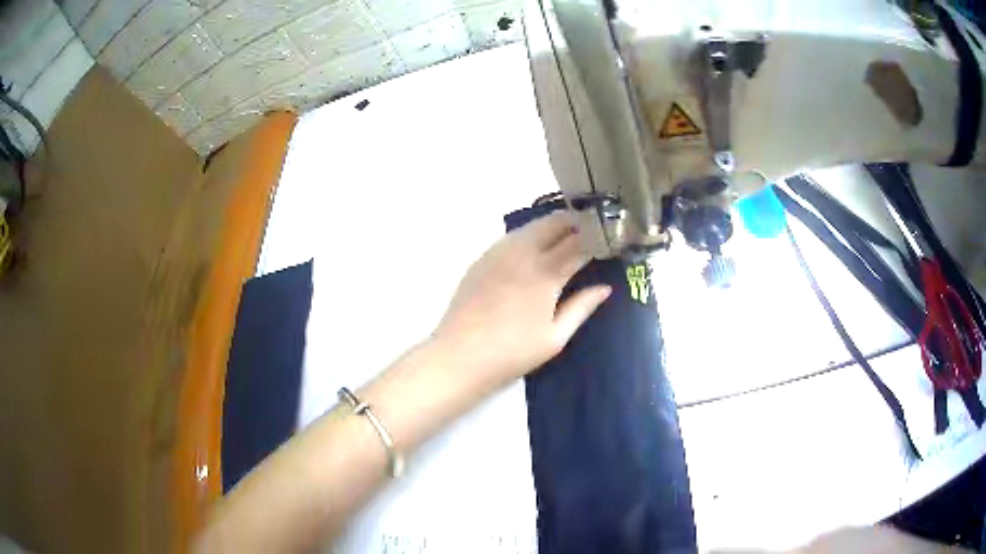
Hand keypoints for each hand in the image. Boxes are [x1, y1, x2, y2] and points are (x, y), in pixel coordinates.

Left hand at [433, 211, 610, 392]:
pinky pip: (513, 237)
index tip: (610, 238)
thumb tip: (604, 287)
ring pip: (532, 226)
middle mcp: (524, 254)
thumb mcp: (555, 337)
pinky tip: (535, 248)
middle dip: (576, 222)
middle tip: (591, 230)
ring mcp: (499, 253)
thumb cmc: (512, 353)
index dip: (598, 238)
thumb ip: (581, 307)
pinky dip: (530, 235)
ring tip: (567, 235)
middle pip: (555, 223)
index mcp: (546, 273)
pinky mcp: (482, 258)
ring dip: (553, 225)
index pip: (579, 244)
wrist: (459, 356)